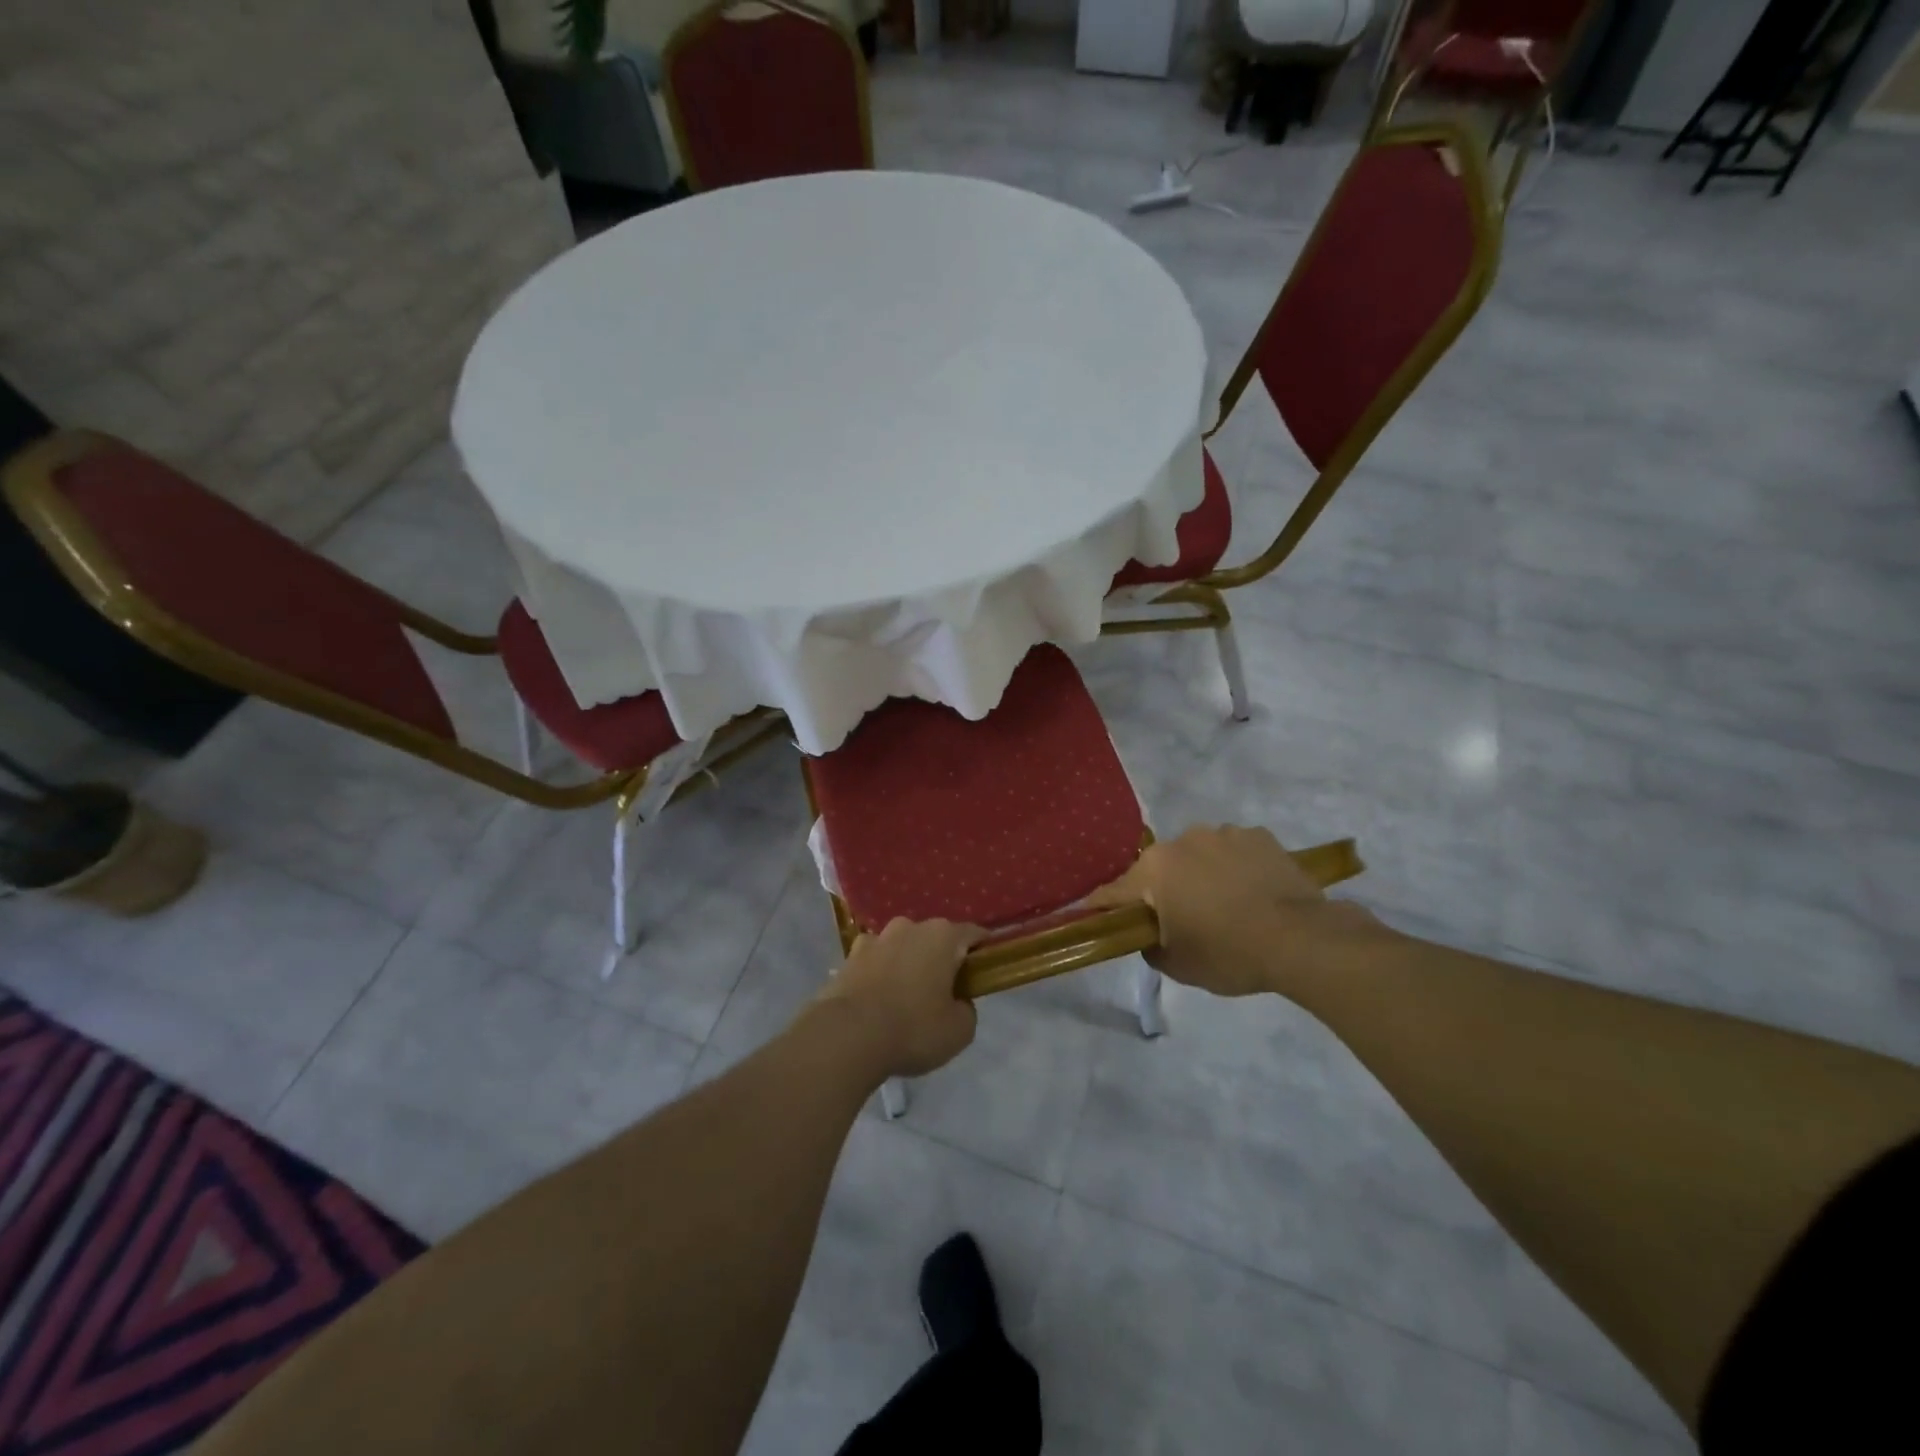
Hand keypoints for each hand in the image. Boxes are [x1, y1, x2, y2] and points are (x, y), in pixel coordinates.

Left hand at [814, 918, 983, 1078]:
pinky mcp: (849, 956)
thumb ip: (967, 1009)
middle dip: (942, 960)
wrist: (846, 1036)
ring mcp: (876, 938)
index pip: (974, 934)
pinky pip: (875, 961)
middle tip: (944, 993)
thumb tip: (957, 1001)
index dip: (983, 951)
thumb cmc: (912, 1029)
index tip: (985, 972)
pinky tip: (877, 1001)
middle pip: (935, 939)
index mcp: (943, 936)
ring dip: (908, 964)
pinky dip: (880, 974)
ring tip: (906, 999)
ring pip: (903, 947)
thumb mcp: (959, 1031)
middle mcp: (909, 926)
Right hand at [1088, 824, 1384, 998]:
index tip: (1092, 915)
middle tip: (1179, 919)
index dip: (1103, 906)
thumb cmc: (1229, 953)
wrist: (1302, 940)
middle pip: (1160, 868)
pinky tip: (1252, 892)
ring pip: (1198, 855)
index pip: (1115, 891)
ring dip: (1201, 874)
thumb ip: (1151, 946)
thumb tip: (1149, 934)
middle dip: (1163, 890)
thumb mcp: (1178, 965)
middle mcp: (1183, 840)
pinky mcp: (1259, 835)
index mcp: (1155, 869)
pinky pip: (1234, 851)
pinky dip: (1235, 867)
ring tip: (1225, 904)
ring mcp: (1223, 833)